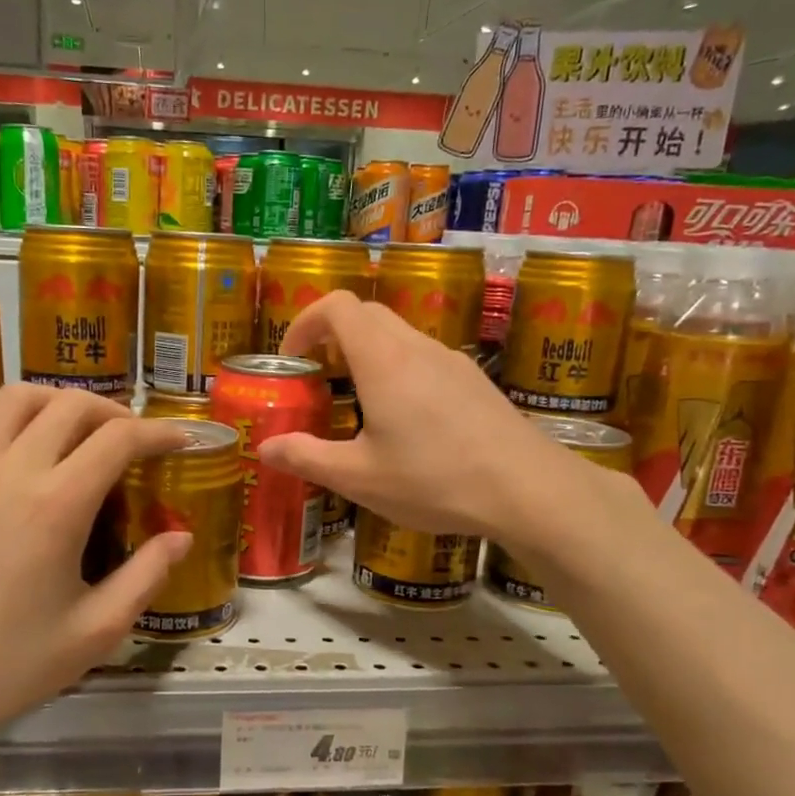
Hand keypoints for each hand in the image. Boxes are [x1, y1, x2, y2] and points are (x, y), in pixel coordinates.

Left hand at [0, 387, 191, 774]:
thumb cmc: (5, 666)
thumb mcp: (94, 632)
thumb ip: (146, 577)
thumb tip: (181, 537)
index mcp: (58, 505)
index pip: (119, 438)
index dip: (159, 433)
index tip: (180, 443)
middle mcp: (11, 470)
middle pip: (71, 404)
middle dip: (115, 412)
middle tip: (135, 441)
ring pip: (17, 398)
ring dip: (58, 402)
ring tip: (79, 431)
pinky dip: (3, 417)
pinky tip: (16, 444)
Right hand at [259, 291, 619, 539]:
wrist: (527, 489)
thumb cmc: (435, 480)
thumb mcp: (360, 478)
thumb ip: (307, 458)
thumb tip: (267, 448)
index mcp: (383, 360)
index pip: (337, 306)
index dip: (305, 321)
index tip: (292, 358)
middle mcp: (416, 348)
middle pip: (367, 314)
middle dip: (333, 336)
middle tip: (318, 379)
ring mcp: (451, 361)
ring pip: (398, 335)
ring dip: (367, 354)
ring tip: (357, 403)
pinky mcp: (474, 380)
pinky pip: (424, 357)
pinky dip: (398, 369)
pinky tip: (405, 421)